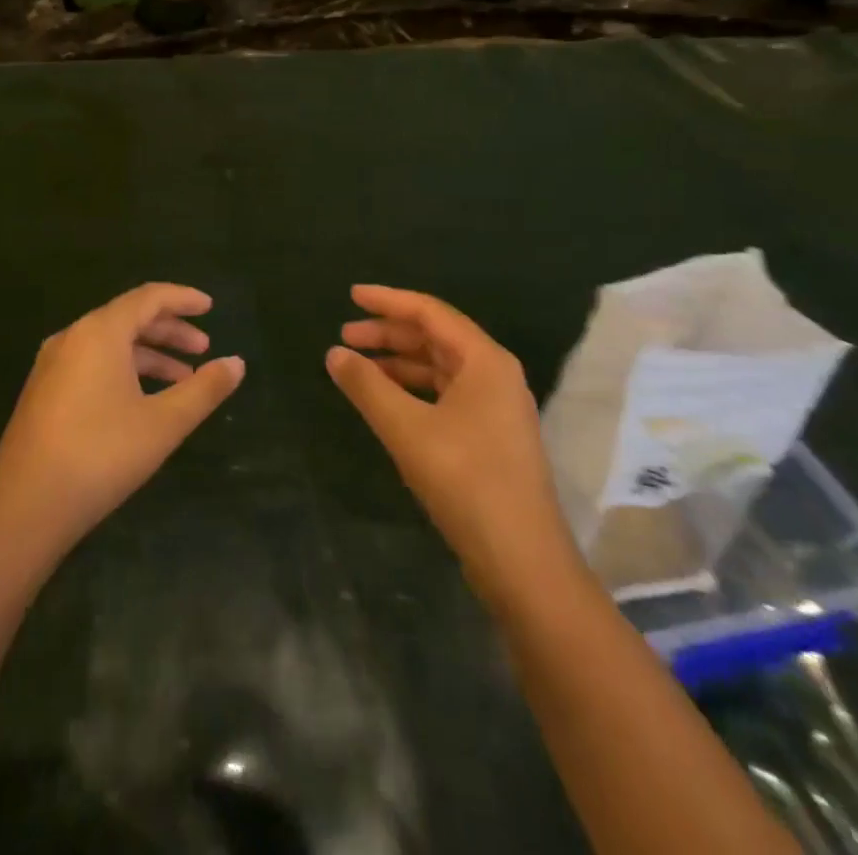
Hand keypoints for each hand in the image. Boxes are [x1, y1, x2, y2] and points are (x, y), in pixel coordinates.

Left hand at [0, 283, 243, 559]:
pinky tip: (143, 400)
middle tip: (203, 348)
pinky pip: (92, 363)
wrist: (23, 509)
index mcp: (100, 332)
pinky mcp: (43, 392)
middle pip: (128, 318)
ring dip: (149, 354)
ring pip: (110, 344)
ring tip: (183, 378)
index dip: (183, 299)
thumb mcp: (163, 423)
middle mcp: (73, 337)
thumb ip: (204, 389)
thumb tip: (237, 363)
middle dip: (170, 330)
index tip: (211, 307)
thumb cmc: (101, 455)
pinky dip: (124, 370)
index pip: (148, 297)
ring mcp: (52, 365)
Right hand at [327, 286, 579, 603]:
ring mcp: (495, 407)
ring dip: (399, 362)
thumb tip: (334, 353)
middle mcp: (495, 374)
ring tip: (358, 366)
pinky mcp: (489, 436)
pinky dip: (412, 389)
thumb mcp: (407, 429)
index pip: (430, 313)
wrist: (522, 561)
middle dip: (389, 333)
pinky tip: (386, 400)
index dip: (388, 301)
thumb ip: (367, 386)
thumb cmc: (466, 481)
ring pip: (439, 368)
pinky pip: (444, 394)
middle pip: (435, 337)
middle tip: (345, 335)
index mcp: (485, 360)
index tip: (352, 295)